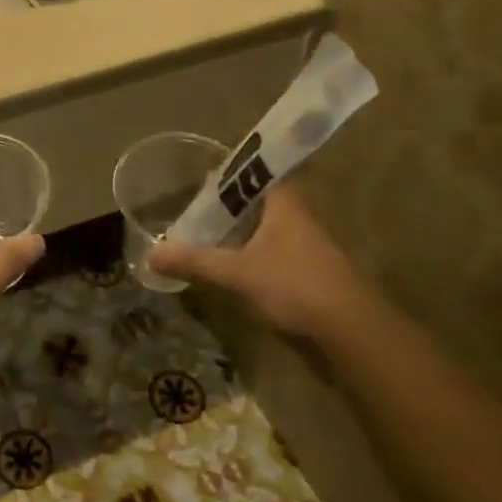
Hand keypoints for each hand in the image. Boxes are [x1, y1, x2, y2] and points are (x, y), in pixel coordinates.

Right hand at [148, 187, 365, 343]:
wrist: (350, 332)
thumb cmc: (295, 286)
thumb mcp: (238, 272)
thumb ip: (195, 261)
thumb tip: (151, 254)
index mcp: (284, 203)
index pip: (255, 172)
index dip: (229, 170)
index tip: (199, 173)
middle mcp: (296, 217)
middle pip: (256, 202)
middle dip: (226, 205)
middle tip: (190, 207)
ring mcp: (303, 247)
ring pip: (262, 230)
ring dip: (236, 233)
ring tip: (199, 236)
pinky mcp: (304, 274)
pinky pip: (268, 255)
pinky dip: (246, 257)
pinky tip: (224, 267)